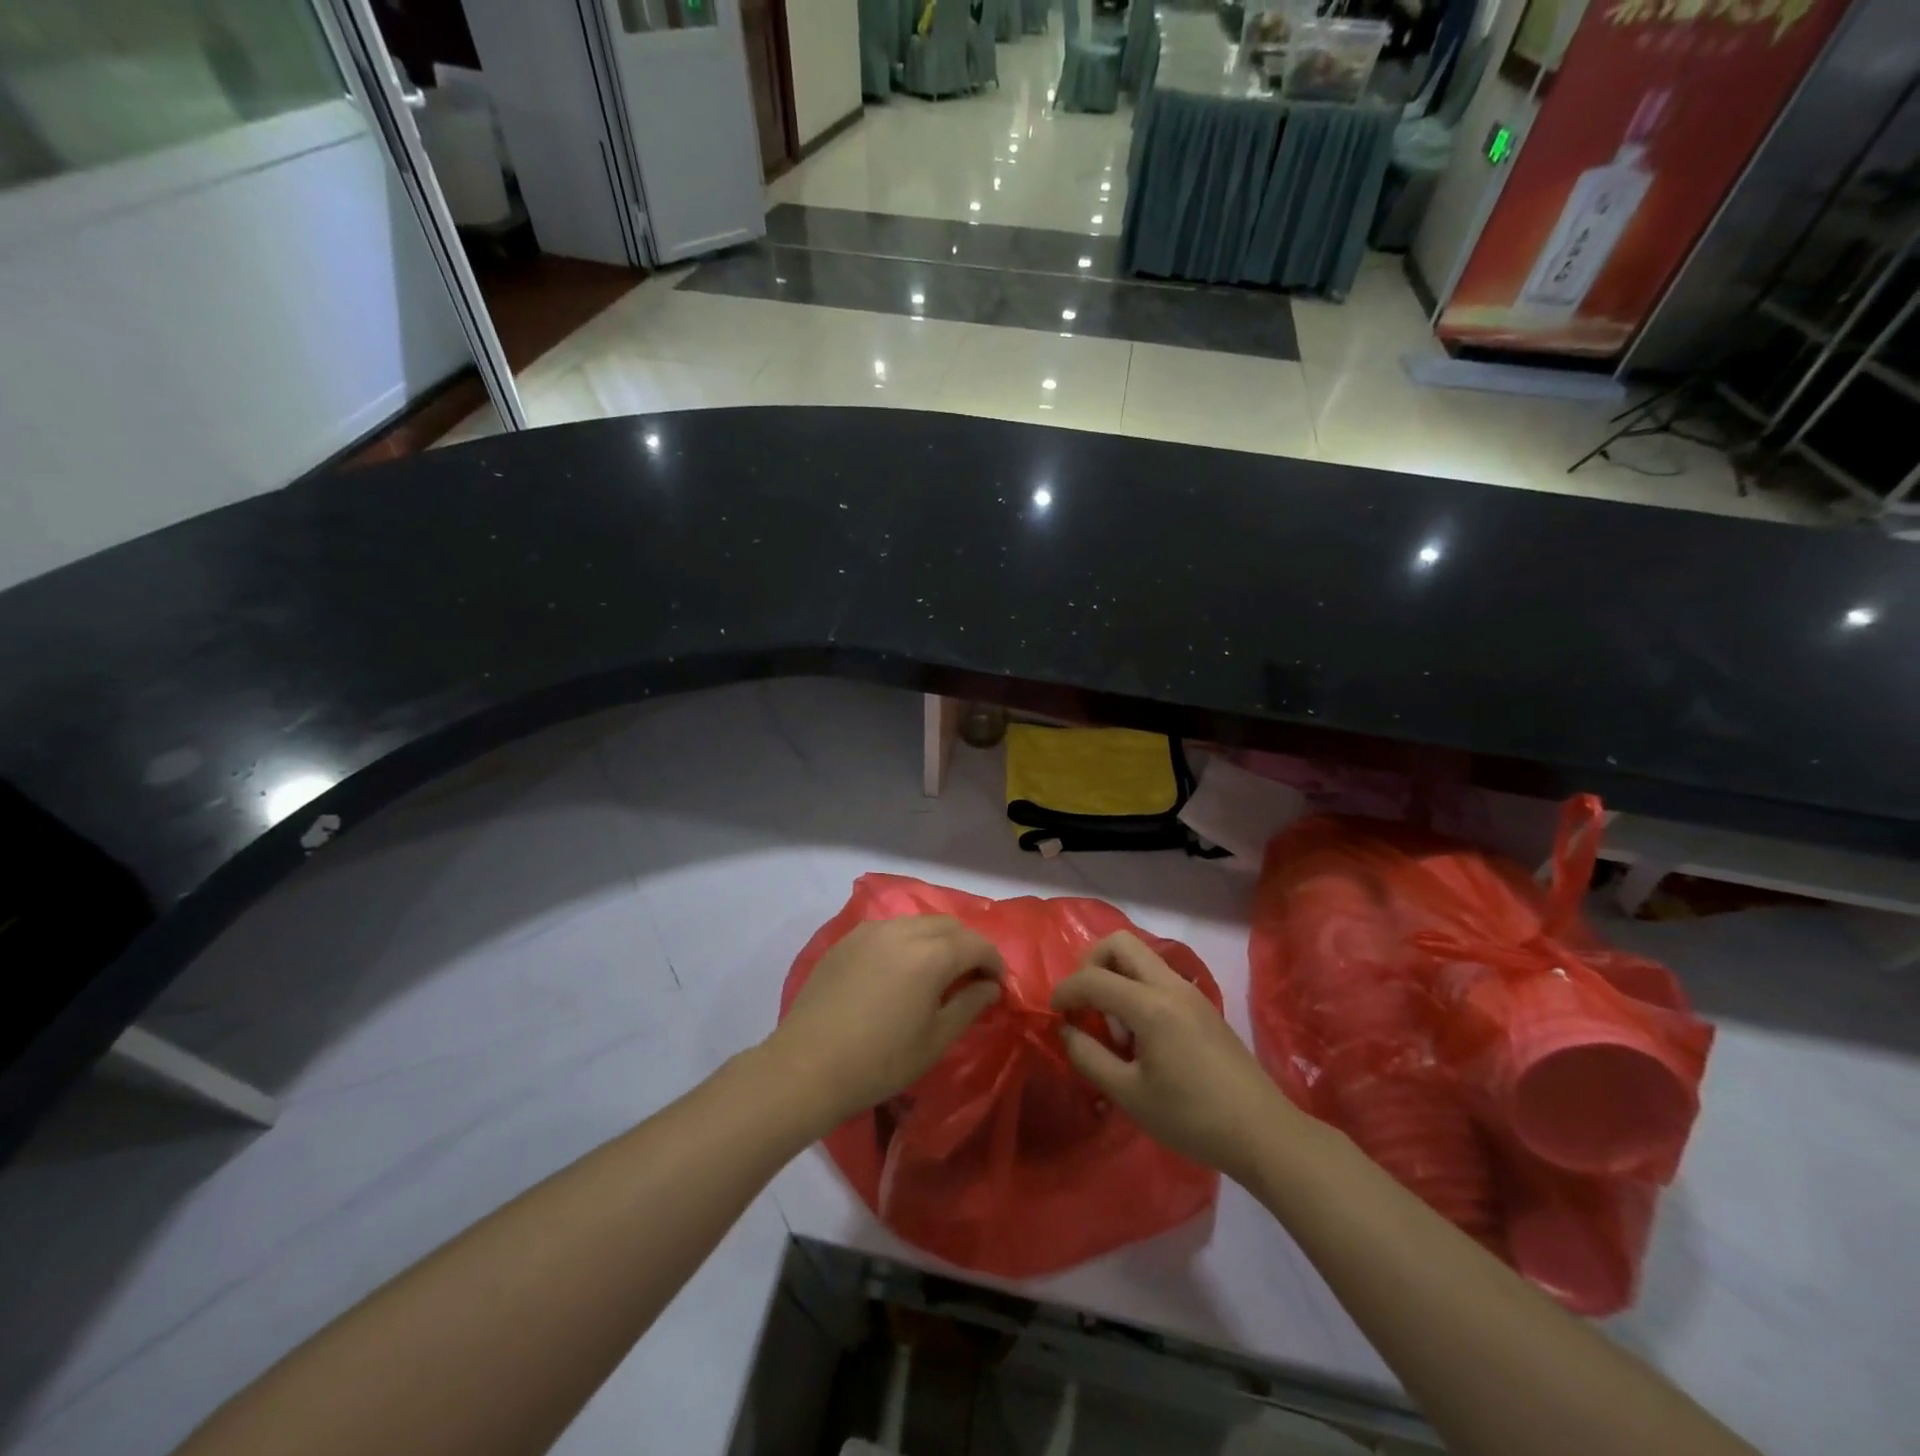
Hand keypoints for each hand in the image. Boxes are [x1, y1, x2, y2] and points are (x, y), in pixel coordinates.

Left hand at [765, 916, 1004, 1134]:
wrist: (806, 1067)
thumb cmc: (879, 1062)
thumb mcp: (935, 1040)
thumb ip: (969, 1005)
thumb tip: (990, 986)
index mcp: (931, 955)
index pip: (976, 944)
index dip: (994, 961)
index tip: (998, 985)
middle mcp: (902, 931)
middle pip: (949, 925)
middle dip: (968, 946)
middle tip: (972, 977)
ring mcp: (871, 931)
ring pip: (918, 922)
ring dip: (937, 940)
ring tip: (937, 972)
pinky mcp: (847, 939)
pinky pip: (890, 929)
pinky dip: (907, 941)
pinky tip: (901, 969)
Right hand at [1052, 932, 1296, 1180]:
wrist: (1262, 1133)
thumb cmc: (1192, 1118)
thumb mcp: (1129, 1095)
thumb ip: (1089, 1056)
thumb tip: (1067, 1029)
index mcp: (1151, 1005)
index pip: (1094, 978)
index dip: (1065, 991)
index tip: (1054, 1013)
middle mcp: (1170, 985)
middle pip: (1119, 944)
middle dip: (1091, 965)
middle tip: (1084, 1003)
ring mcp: (1189, 991)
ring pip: (1140, 957)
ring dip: (1116, 978)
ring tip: (1116, 1030)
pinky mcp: (1201, 1004)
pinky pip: (1157, 976)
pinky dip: (1136, 989)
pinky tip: (1140, 1036)